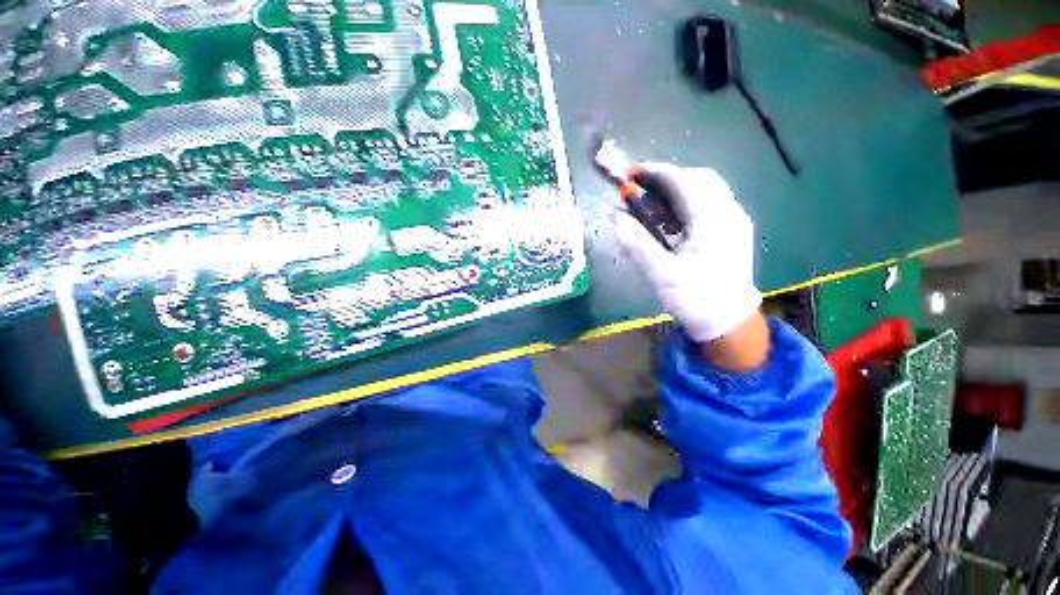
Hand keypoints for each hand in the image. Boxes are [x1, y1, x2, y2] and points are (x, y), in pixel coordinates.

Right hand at [613, 162, 762, 345]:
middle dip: (667, 179)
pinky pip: (707, 207)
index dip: (655, 173)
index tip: (631, 174)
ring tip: (651, 207)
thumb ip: (637, 242)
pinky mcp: (729, 233)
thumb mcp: (661, 272)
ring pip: (704, 192)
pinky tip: (669, 223)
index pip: (683, 181)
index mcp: (714, 218)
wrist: (727, 323)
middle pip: (699, 179)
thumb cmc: (695, 298)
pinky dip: (685, 206)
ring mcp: (732, 222)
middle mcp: (728, 212)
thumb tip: (615, 217)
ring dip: (676, 192)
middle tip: (641, 190)